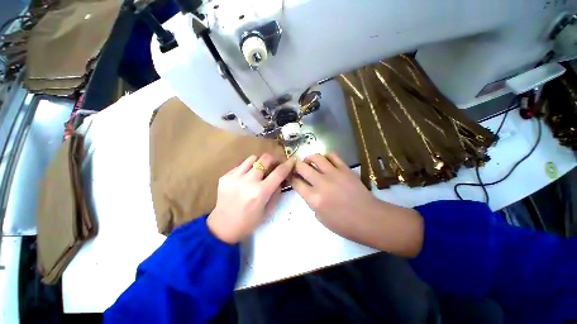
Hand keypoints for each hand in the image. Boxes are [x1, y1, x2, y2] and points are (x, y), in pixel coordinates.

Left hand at [207, 154, 295, 243]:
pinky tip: (246, 178)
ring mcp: (234, 177)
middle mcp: (248, 181)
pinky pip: (241, 165)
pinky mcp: (225, 176)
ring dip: (260, 162)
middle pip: (265, 158)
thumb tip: (281, 178)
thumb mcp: (269, 210)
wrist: (222, 226)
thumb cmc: (249, 222)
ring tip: (260, 171)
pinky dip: (248, 168)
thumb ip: (277, 192)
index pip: (279, 172)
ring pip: (253, 158)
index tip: (292, 160)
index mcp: (260, 192)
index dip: (288, 164)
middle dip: (273, 159)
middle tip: (274, 165)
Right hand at [292, 153, 422, 256]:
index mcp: (314, 198)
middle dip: (296, 166)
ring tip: (310, 161)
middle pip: (302, 167)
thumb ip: (311, 201)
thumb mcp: (320, 217)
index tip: (290, 176)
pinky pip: (333, 156)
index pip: (296, 182)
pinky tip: (326, 161)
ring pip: (316, 157)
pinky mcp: (345, 169)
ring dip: (309, 158)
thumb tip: (308, 189)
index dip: (291, 178)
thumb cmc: (343, 223)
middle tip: (298, 167)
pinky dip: (326, 156)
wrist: (368, 218)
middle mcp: (321, 183)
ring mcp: (334, 174)